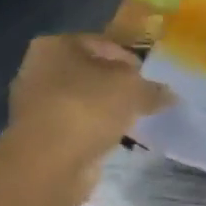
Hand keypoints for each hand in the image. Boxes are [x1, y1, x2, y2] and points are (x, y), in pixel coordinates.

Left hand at [5, 34, 172, 191]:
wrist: (49, 162)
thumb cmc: (88, 108)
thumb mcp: (132, 90)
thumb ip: (152, 89)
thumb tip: (168, 94)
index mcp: (55, 45)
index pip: (102, 44)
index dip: (130, 60)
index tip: (151, 78)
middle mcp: (39, 69)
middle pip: (90, 73)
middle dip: (117, 86)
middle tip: (144, 100)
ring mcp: (36, 105)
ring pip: (83, 102)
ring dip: (106, 111)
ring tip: (133, 122)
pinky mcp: (40, 136)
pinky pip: (77, 127)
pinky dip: (94, 132)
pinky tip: (114, 141)